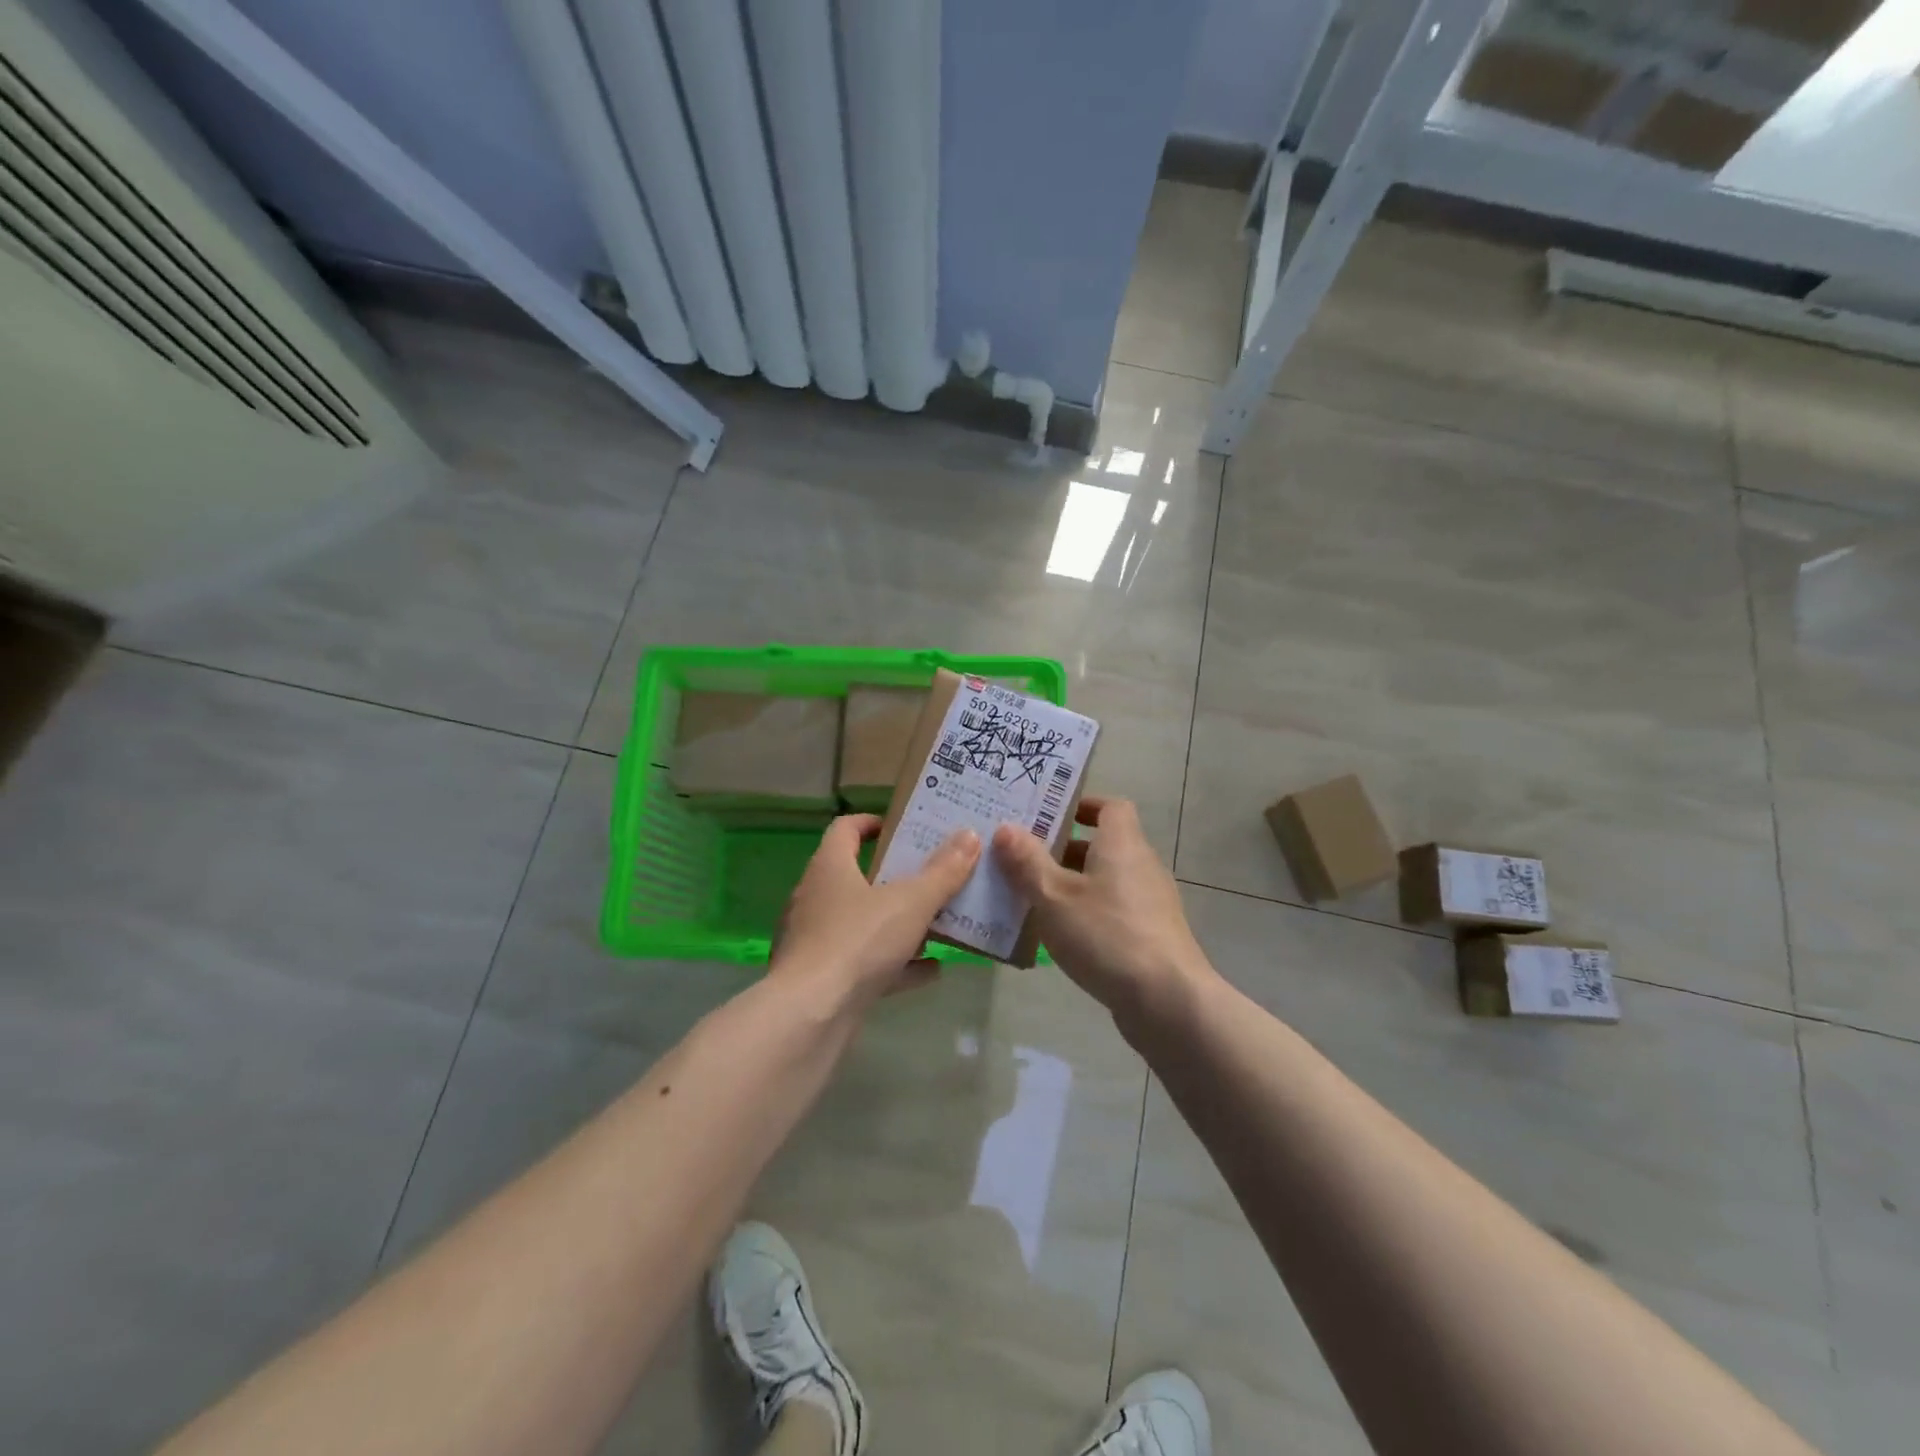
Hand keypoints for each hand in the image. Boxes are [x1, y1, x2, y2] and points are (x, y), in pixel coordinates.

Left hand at [773, 814, 980, 1004]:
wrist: (810, 1016)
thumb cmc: (858, 941)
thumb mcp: (911, 902)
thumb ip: (943, 872)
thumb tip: (970, 835)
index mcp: (830, 867)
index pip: (846, 828)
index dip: (873, 822)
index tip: (904, 828)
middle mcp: (816, 897)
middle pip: (858, 876)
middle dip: (897, 877)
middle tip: (934, 874)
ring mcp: (817, 940)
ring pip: (863, 922)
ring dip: (898, 922)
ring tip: (938, 922)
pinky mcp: (823, 978)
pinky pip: (865, 962)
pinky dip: (896, 963)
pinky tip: (932, 970)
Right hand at [993, 796, 1211, 1025]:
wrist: (1167, 1001)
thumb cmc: (1107, 934)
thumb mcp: (1054, 896)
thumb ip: (1027, 862)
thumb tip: (1006, 828)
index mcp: (1122, 844)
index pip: (1110, 807)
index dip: (1082, 806)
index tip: (1049, 815)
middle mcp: (1142, 865)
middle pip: (1103, 845)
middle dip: (1063, 850)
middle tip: (1022, 858)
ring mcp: (1151, 903)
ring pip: (1106, 881)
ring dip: (1072, 885)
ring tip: (1031, 898)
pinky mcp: (1152, 936)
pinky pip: (1114, 911)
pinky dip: (1088, 914)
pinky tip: (1061, 936)